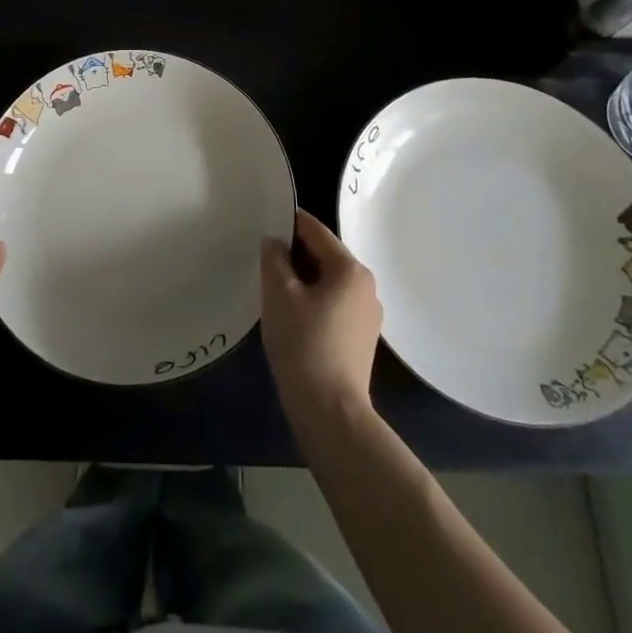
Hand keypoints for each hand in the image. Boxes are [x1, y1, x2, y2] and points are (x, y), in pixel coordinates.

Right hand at [261, 209, 382, 422]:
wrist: (331, 411)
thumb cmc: (303, 343)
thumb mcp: (278, 294)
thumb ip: (274, 258)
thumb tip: (274, 242)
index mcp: (350, 269)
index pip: (315, 231)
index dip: (289, 222)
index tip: (264, 222)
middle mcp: (366, 286)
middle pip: (325, 255)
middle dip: (295, 254)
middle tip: (264, 258)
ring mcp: (368, 314)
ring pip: (329, 281)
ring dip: (303, 279)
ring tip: (274, 287)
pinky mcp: (362, 338)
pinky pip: (334, 304)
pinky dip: (313, 300)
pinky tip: (292, 315)